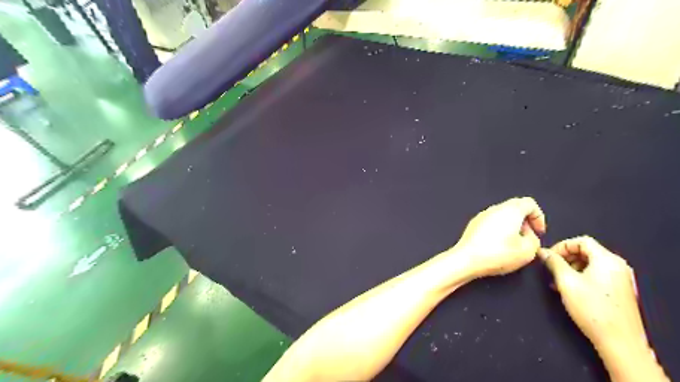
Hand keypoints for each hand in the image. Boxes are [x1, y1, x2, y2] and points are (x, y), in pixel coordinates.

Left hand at [457, 197, 545, 277]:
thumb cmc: (496, 254)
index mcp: (510, 210)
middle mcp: (495, 209)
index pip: (529, 203)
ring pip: (502, 215)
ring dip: (511, 226)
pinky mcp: (473, 224)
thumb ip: (535, 240)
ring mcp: (482, 216)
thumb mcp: (528, 251)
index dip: (538, 217)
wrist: (467, 259)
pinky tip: (498, 246)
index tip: (539, 232)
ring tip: (513, 244)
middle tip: (528, 238)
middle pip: (515, 208)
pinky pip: (491, 222)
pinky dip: (498, 230)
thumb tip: (529, 237)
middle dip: (525, 222)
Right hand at [537, 236, 643, 351]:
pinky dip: (581, 277)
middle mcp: (617, 266)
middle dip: (565, 258)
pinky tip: (569, 290)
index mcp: (607, 260)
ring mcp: (620, 279)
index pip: (582, 241)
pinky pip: (597, 275)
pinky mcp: (619, 291)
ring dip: (571, 269)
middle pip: (587, 251)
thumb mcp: (566, 282)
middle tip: (551, 269)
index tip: (548, 257)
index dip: (562, 246)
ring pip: (590, 264)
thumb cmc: (591, 308)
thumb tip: (542, 251)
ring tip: (557, 282)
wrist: (619, 341)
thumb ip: (554, 263)